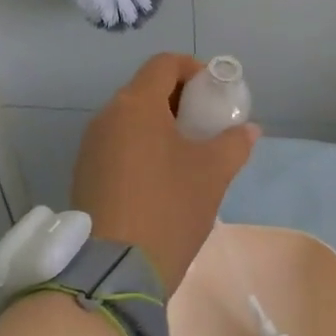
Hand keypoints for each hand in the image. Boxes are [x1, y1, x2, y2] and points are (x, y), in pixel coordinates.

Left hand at [72, 53, 261, 293]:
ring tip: (189, 153)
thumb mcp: (213, 173)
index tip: (216, 93)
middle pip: (147, 89)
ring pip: (132, 118)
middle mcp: (107, 116)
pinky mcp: (85, 173)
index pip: (165, 64)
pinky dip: (143, 146)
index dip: (194, 69)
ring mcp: (91, 146)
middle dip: (180, 99)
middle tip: (207, 125)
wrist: (114, 271)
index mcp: (136, 105)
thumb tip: (250, 130)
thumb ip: (234, 143)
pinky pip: (119, 144)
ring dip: (161, 125)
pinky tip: (163, 177)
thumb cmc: (169, 208)